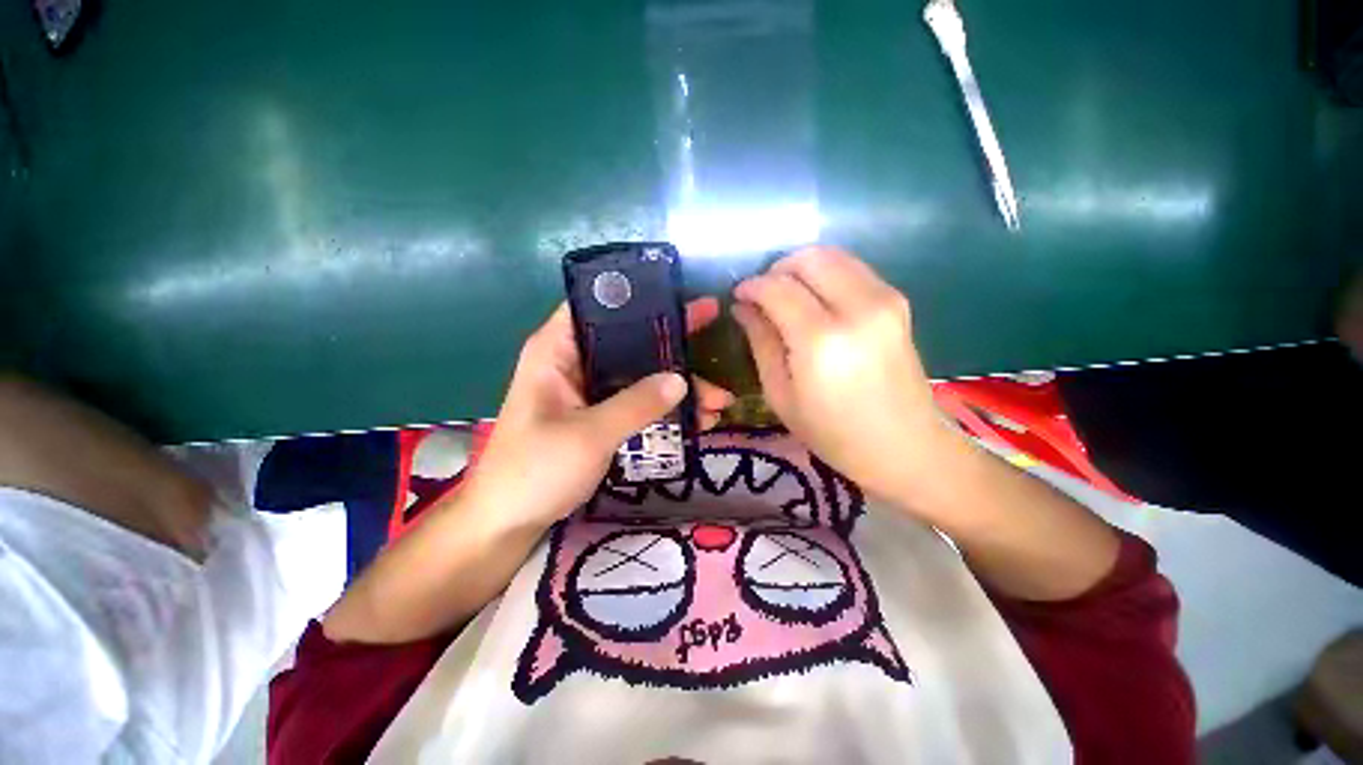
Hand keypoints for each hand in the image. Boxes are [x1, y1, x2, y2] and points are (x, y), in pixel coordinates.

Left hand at [468, 297, 734, 529]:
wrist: (507, 523)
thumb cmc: (535, 470)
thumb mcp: (590, 435)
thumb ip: (637, 404)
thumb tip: (682, 380)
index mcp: (557, 350)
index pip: (599, 305)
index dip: (640, 297)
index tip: (682, 299)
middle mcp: (574, 361)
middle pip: (630, 340)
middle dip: (673, 347)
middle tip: (713, 336)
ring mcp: (588, 390)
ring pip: (640, 373)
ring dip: (678, 386)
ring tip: (719, 402)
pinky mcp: (598, 414)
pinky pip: (638, 400)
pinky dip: (665, 408)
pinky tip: (698, 421)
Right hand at [733, 247, 950, 501]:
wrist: (904, 447)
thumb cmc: (832, 433)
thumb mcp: (781, 394)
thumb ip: (761, 342)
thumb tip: (743, 306)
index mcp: (821, 340)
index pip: (778, 288)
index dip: (752, 286)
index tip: (739, 295)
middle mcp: (857, 308)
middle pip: (809, 259)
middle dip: (777, 268)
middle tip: (763, 294)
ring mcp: (884, 301)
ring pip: (833, 255)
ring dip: (802, 268)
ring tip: (786, 295)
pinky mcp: (898, 302)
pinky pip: (853, 269)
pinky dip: (827, 274)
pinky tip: (816, 300)